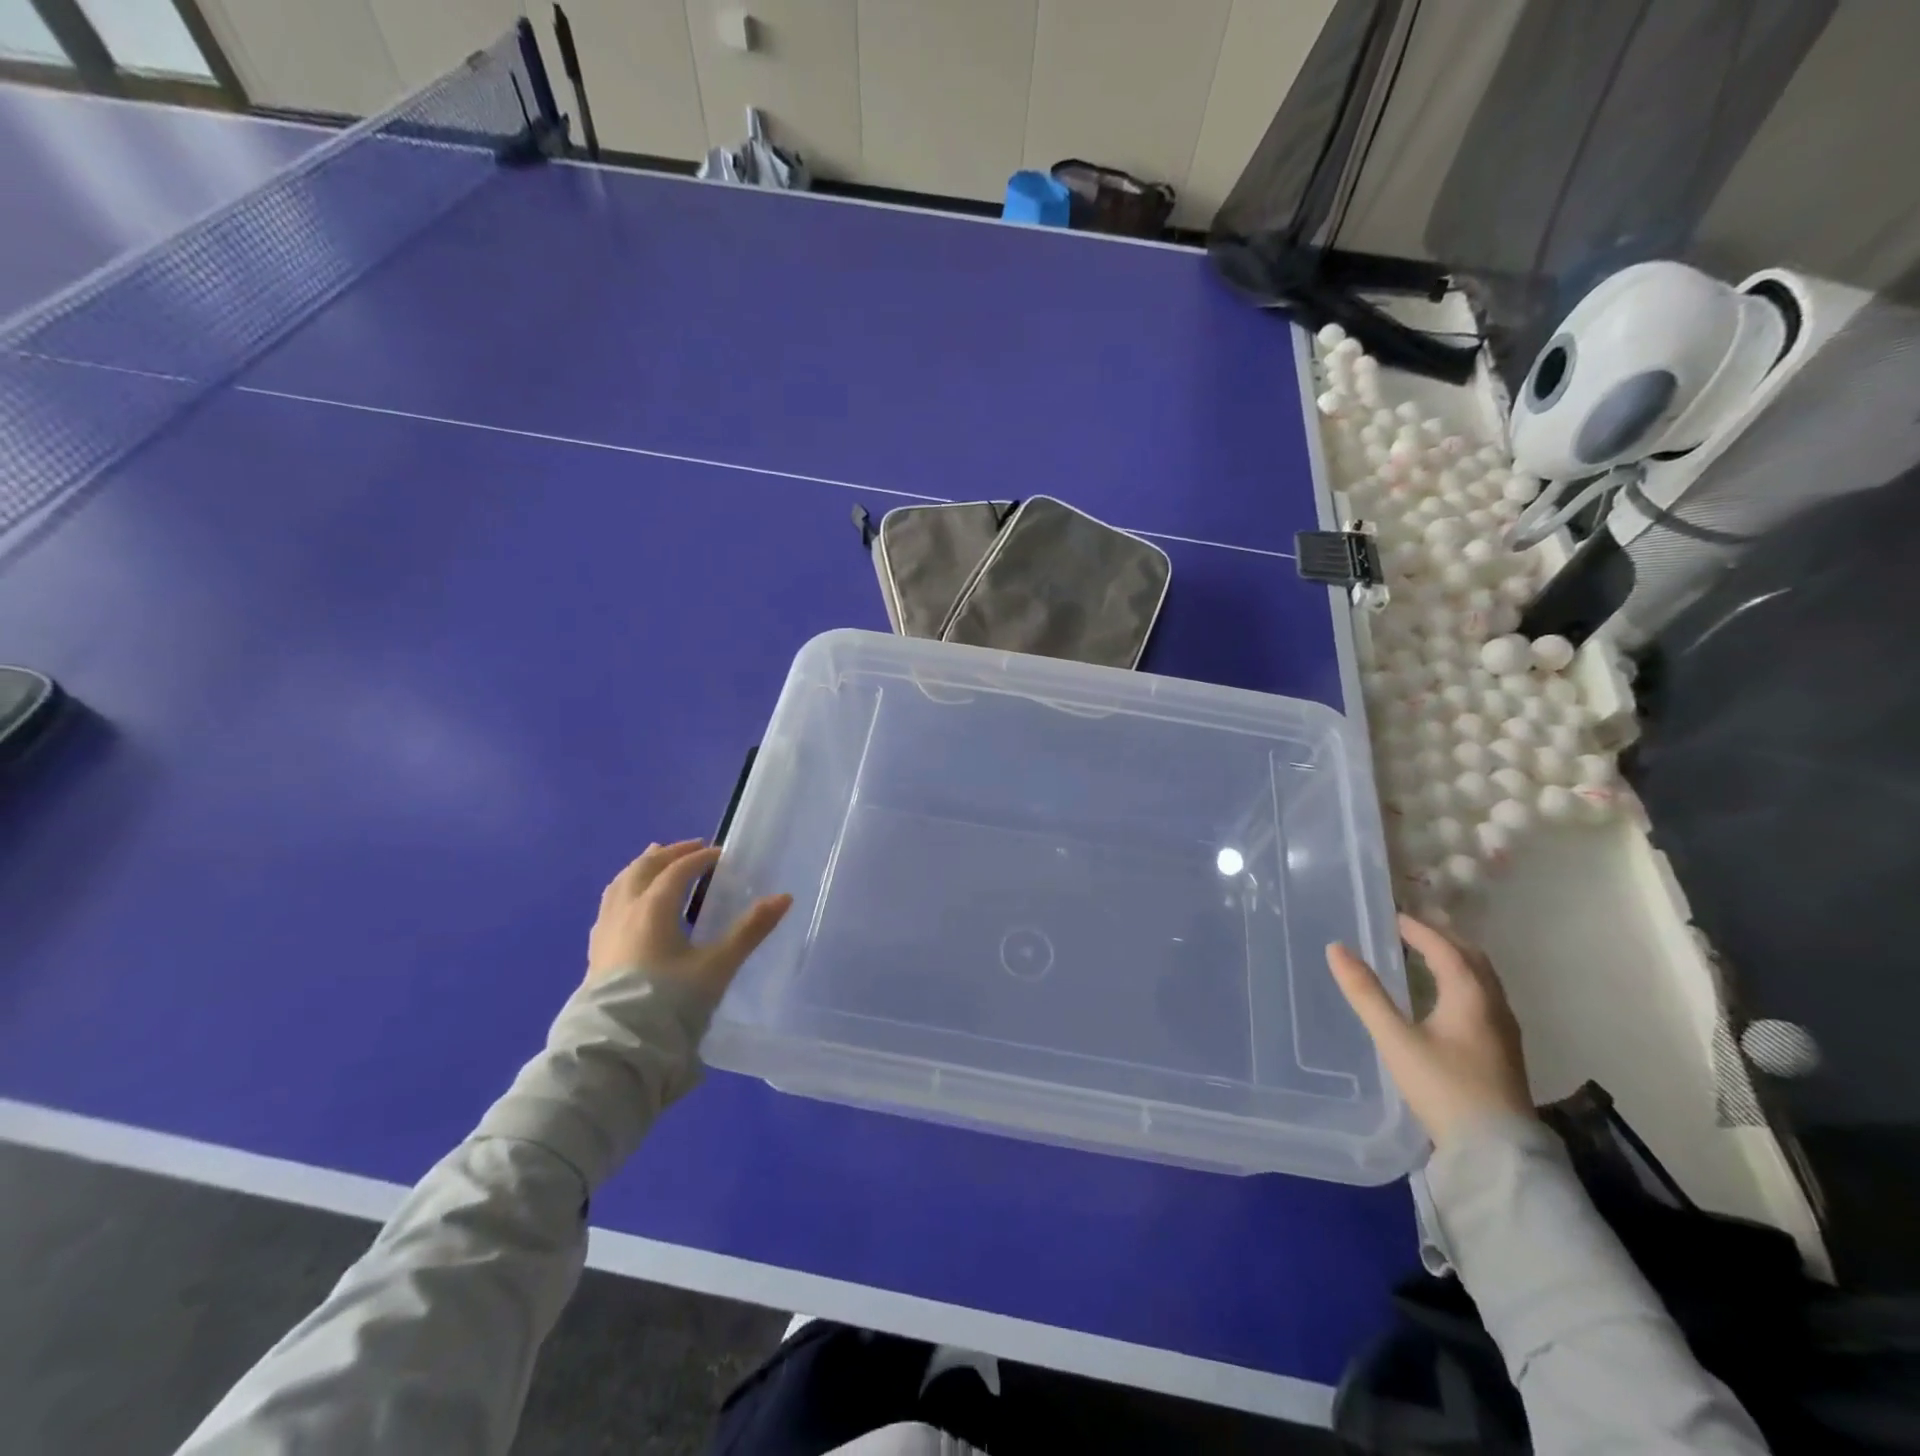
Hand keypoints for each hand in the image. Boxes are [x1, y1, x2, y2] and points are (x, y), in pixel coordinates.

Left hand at [586, 840, 792, 1002]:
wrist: (618, 1048)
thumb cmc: (670, 1002)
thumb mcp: (718, 966)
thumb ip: (750, 930)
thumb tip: (784, 897)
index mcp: (654, 908)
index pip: (677, 870)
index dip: (700, 858)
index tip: (720, 855)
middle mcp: (625, 911)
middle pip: (643, 869)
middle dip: (668, 854)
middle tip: (691, 848)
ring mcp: (605, 932)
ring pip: (620, 885)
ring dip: (641, 868)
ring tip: (654, 863)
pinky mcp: (595, 954)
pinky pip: (609, 907)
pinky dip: (625, 892)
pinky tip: (629, 906)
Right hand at [1327, 914, 1533, 1146]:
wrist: (1496, 1153)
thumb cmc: (1443, 1088)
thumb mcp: (1395, 1039)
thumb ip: (1365, 993)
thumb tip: (1336, 949)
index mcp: (1470, 996)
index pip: (1445, 948)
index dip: (1418, 929)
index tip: (1392, 917)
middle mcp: (1494, 1006)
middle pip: (1472, 959)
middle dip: (1443, 938)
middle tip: (1411, 930)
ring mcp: (1504, 1032)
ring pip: (1483, 980)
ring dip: (1456, 960)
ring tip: (1426, 956)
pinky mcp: (1503, 1052)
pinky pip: (1484, 999)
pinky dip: (1463, 982)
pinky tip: (1445, 999)